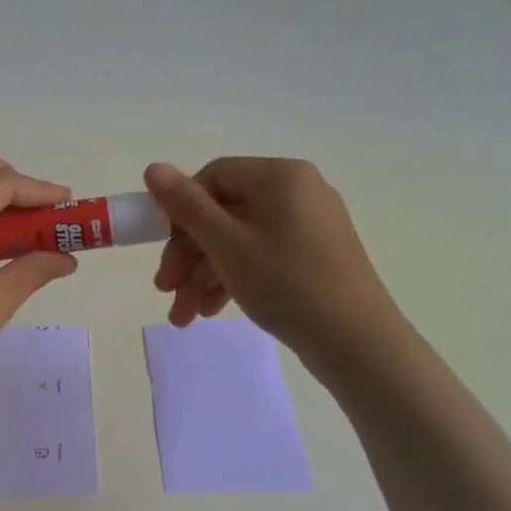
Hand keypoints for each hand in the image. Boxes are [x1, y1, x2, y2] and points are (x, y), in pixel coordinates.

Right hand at [144, 157, 399, 369]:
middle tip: (165, 289)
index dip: (180, 211)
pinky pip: (261, 257)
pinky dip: (232, 280)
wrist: (357, 343)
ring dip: (204, 275)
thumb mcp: (227, 245)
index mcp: (280, 177)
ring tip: (183, 316)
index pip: (214, 177)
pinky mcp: (313, 259)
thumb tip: (153, 167)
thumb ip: (186, 206)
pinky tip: (210, 312)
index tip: (160, 248)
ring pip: (239, 241)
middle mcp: (297, 193)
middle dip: (188, 254)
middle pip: (224, 213)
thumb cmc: (287, 284)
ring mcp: (308, 227)